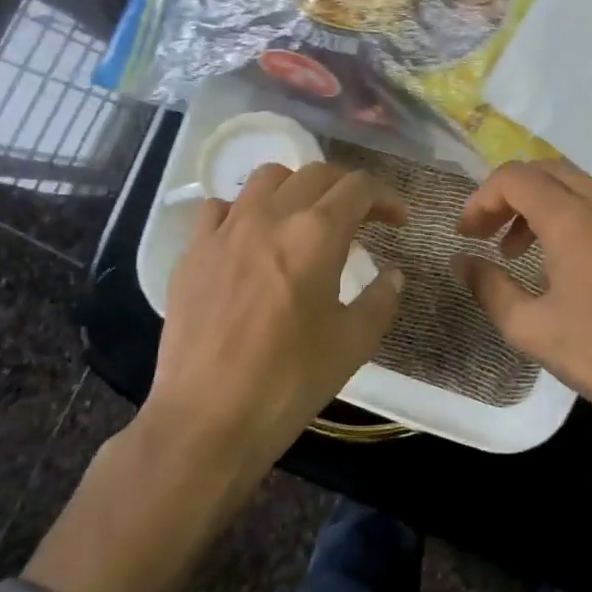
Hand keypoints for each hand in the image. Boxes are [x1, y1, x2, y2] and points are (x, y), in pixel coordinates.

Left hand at [147, 160, 407, 468]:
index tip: (398, 220)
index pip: (358, 188)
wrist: (208, 417)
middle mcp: (269, 217)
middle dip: (346, 189)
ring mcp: (224, 231)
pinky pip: (219, 209)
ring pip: (265, 179)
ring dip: (297, 189)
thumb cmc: (290, 381)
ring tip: (306, 219)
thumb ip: (381, 300)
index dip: (386, 197)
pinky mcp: (192, 253)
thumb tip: (393, 275)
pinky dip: (244, 211)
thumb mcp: (353, 344)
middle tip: (362, 218)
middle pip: (315, 174)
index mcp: (316, 234)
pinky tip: (251, 239)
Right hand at [454, 158, 591, 591]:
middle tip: (490, 237)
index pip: (516, 177)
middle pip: (549, 172)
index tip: (467, 234)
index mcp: (577, 219)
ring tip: (525, 254)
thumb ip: (489, 288)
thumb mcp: (532, 330)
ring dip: (544, 208)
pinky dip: (577, 220)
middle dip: (511, 197)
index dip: (482, 199)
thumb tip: (462, 264)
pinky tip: (573, 266)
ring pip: (582, 188)